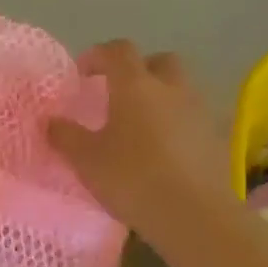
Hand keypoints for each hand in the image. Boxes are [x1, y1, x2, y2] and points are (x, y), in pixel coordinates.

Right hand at [48, 41, 234, 244]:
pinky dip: (176, 124)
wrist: (194, 216)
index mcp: (136, 85)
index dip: (98, 55)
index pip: (118, 50)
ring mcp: (199, 113)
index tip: (82, 74)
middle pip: (159, 62)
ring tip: (140, 127)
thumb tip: (51, 121)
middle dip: (138, 70)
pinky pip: (192, 119)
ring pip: (179, 90)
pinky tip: (163, 152)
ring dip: (160, 98)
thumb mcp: (86, 160)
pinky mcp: (216, 139)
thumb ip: (66, 136)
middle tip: (118, 94)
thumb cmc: (132, 179)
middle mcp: (171, 89)